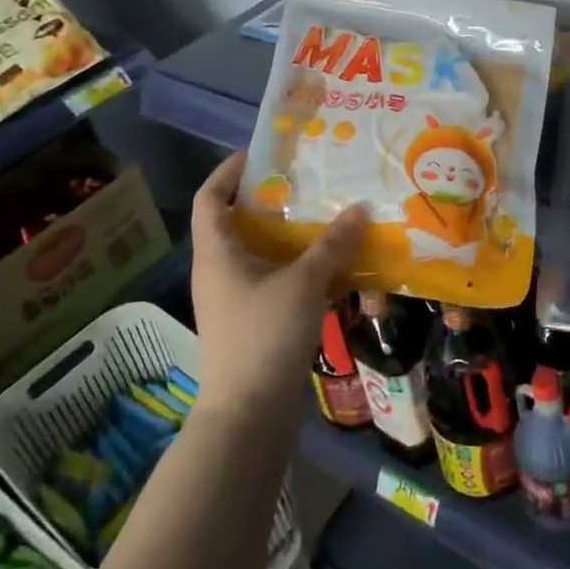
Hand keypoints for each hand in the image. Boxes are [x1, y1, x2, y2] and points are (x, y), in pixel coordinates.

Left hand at [189, 152, 367, 416]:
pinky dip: (301, 268)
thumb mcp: (304, 282)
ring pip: (262, 253)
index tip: (263, 153)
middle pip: (238, 222)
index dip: (229, 171)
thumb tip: (360, 208)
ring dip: (291, 236)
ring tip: (328, 216)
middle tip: (310, 181)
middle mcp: (220, 271)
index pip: (209, 197)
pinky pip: (276, 280)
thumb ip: (332, 244)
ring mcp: (235, 299)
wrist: (248, 415)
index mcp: (217, 253)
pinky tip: (334, 265)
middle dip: (272, 200)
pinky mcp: (254, 321)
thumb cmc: (265, 336)